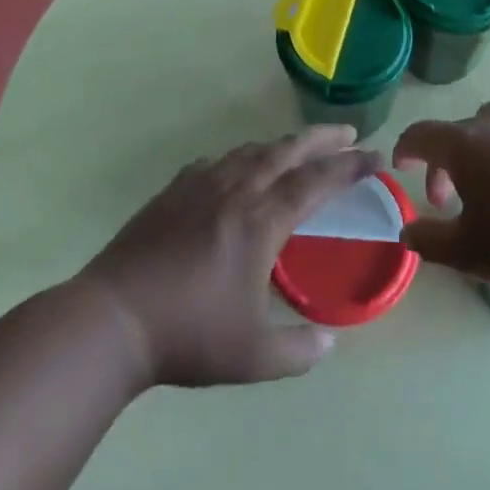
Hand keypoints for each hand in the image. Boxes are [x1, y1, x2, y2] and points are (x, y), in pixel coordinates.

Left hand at [80, 126, 379, 388]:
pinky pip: (217, 162)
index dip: (350, 167)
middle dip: (323, 139)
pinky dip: (241, 158)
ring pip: (251, 151)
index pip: (316, 182)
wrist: (113, 318)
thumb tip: (329, 345)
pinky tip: (239, 168)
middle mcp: (236, 192)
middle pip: (287, 151)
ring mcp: (201, 186)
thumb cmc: (187, 335)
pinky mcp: (173, 191)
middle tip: (349, 133)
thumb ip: (297, 351)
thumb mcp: (252, 356)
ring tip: (300, 148)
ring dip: (283, 145)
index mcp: (261, 222)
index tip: (377, 157)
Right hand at [393, 103, 489, 300]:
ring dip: (485, 153)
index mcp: (465, 143)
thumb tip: (407, 230)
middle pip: (459, 131)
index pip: (421, 134)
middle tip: (449, 200)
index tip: (403, 168)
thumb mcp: (468, 253)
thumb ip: (428, 239)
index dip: (406, 150)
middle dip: (447, 161)